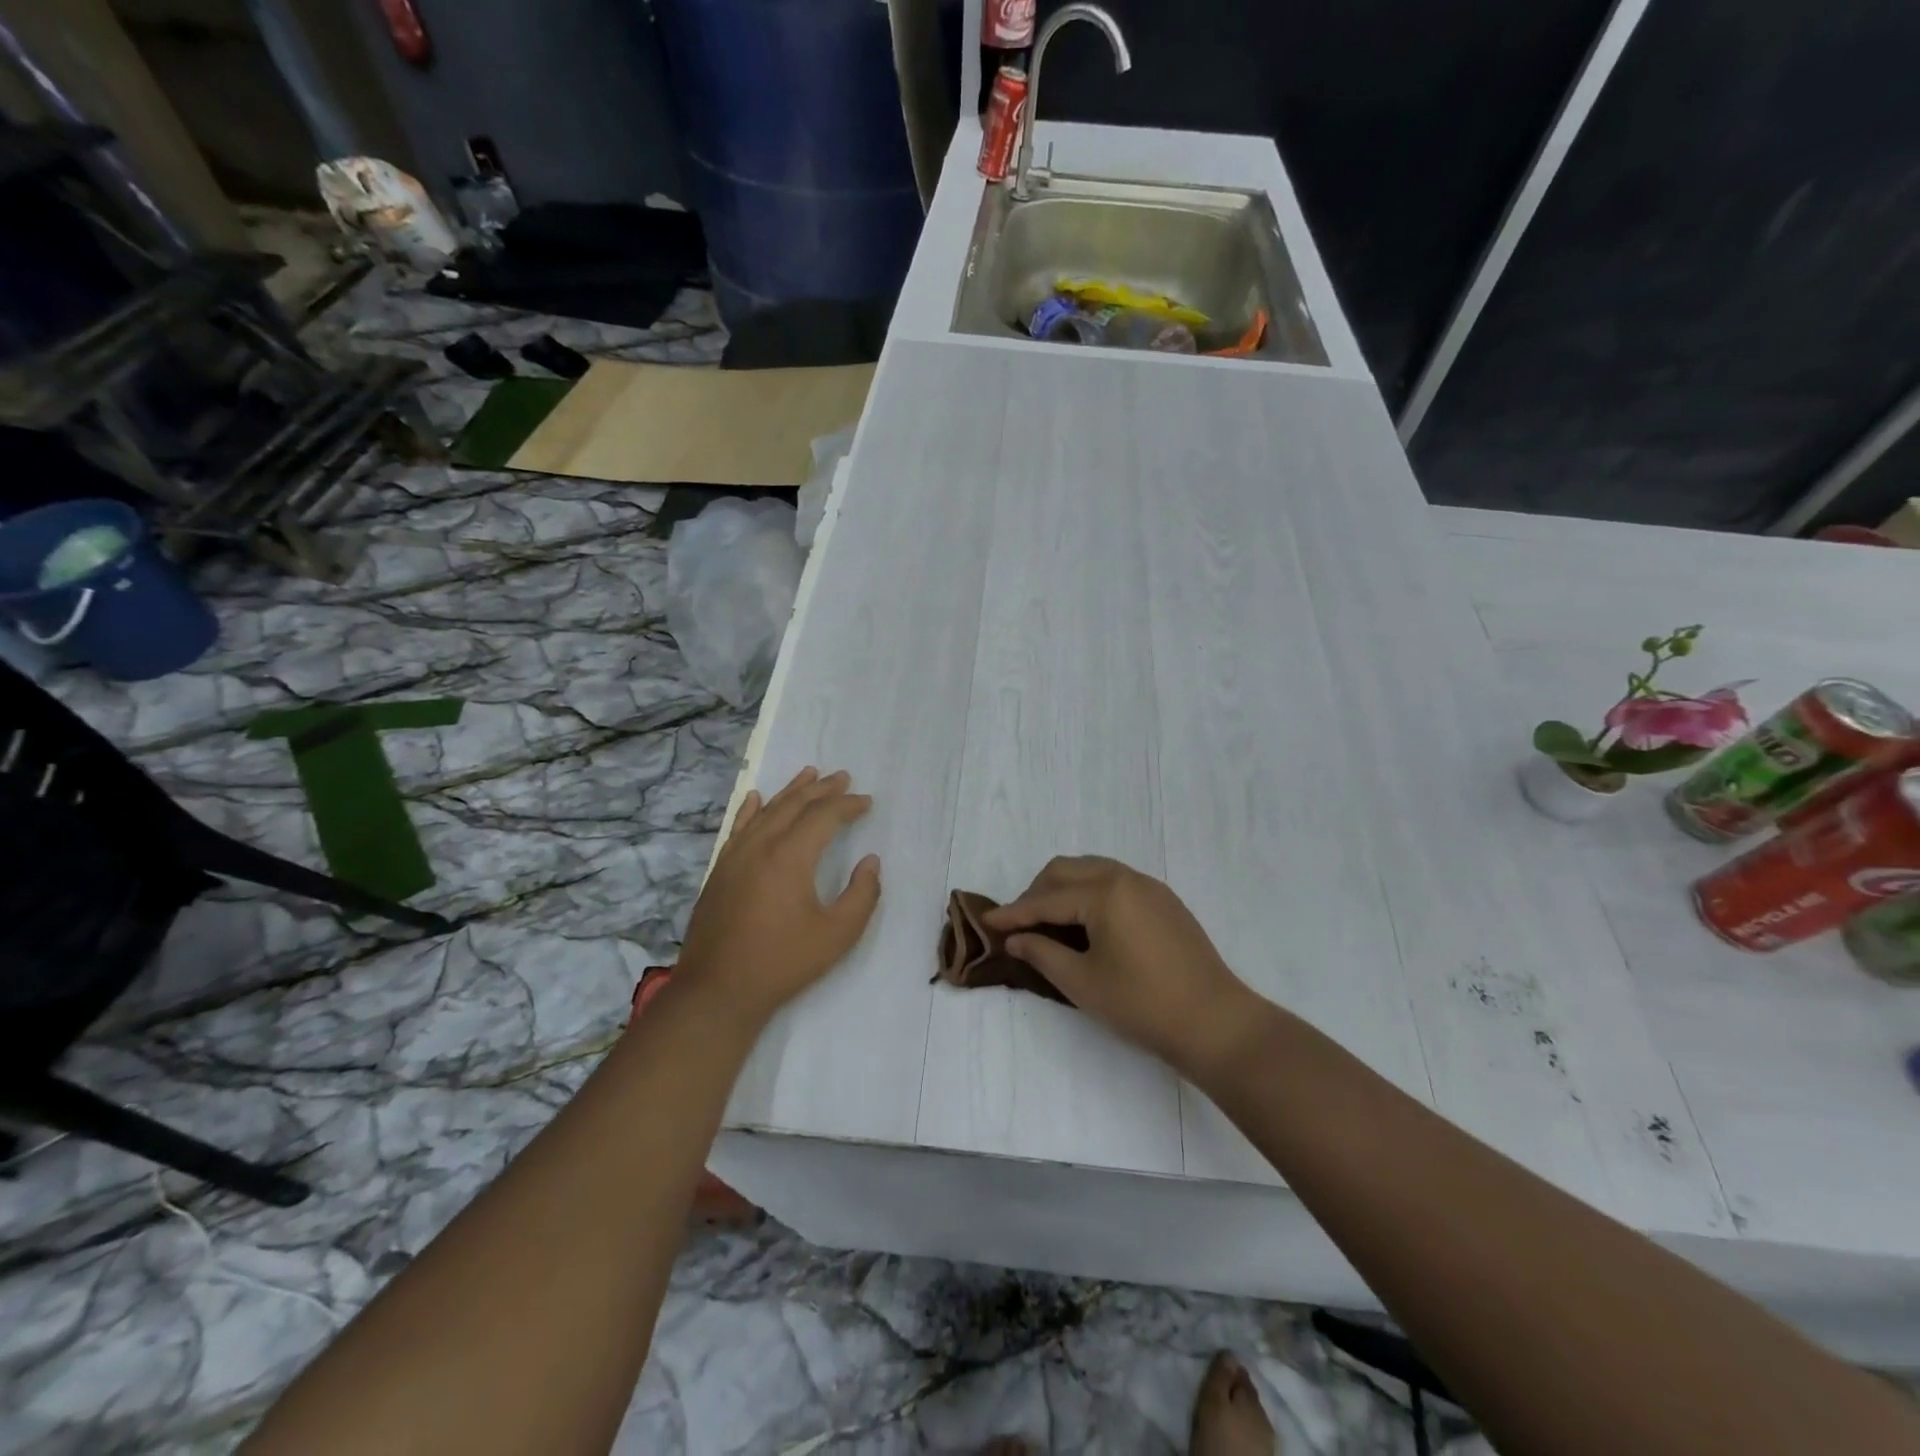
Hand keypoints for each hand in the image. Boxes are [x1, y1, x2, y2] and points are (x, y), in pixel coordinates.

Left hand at [678, 767, 881, 1028]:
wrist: (718, 989)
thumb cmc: (783, 962)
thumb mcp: (838, 934)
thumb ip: (862, 894)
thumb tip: (870, 861)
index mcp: (790, 856)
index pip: (824, 816)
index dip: (848, 805)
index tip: (867, 802)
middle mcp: (761, 845)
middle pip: (794, 805)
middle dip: (822, 789)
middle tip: (843, 777)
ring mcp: (735, 856)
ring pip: (766, 811)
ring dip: (791, 792)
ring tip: (809, 773)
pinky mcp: (720, 871)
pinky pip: (738, 827)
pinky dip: (751, 808)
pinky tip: (756, 797)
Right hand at [984, 856, 1259, 1078]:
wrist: (1215, 1022)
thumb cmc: (1142, 1004)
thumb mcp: (1082, 982)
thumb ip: (1042, 953)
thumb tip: (1016, 938)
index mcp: (1104, 893)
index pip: (1046, 899)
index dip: (1014, 913)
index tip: (987, 922)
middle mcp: (1126, 878)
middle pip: (1066, 870)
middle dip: (1036, 893)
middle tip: (1019, 925)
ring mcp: (1149, 887)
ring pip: (1092, 871)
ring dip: (1064, 889)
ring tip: (1048, 923)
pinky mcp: (1165, 901)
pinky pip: (1115, 882)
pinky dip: (1090, 893)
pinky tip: (1086, 924)